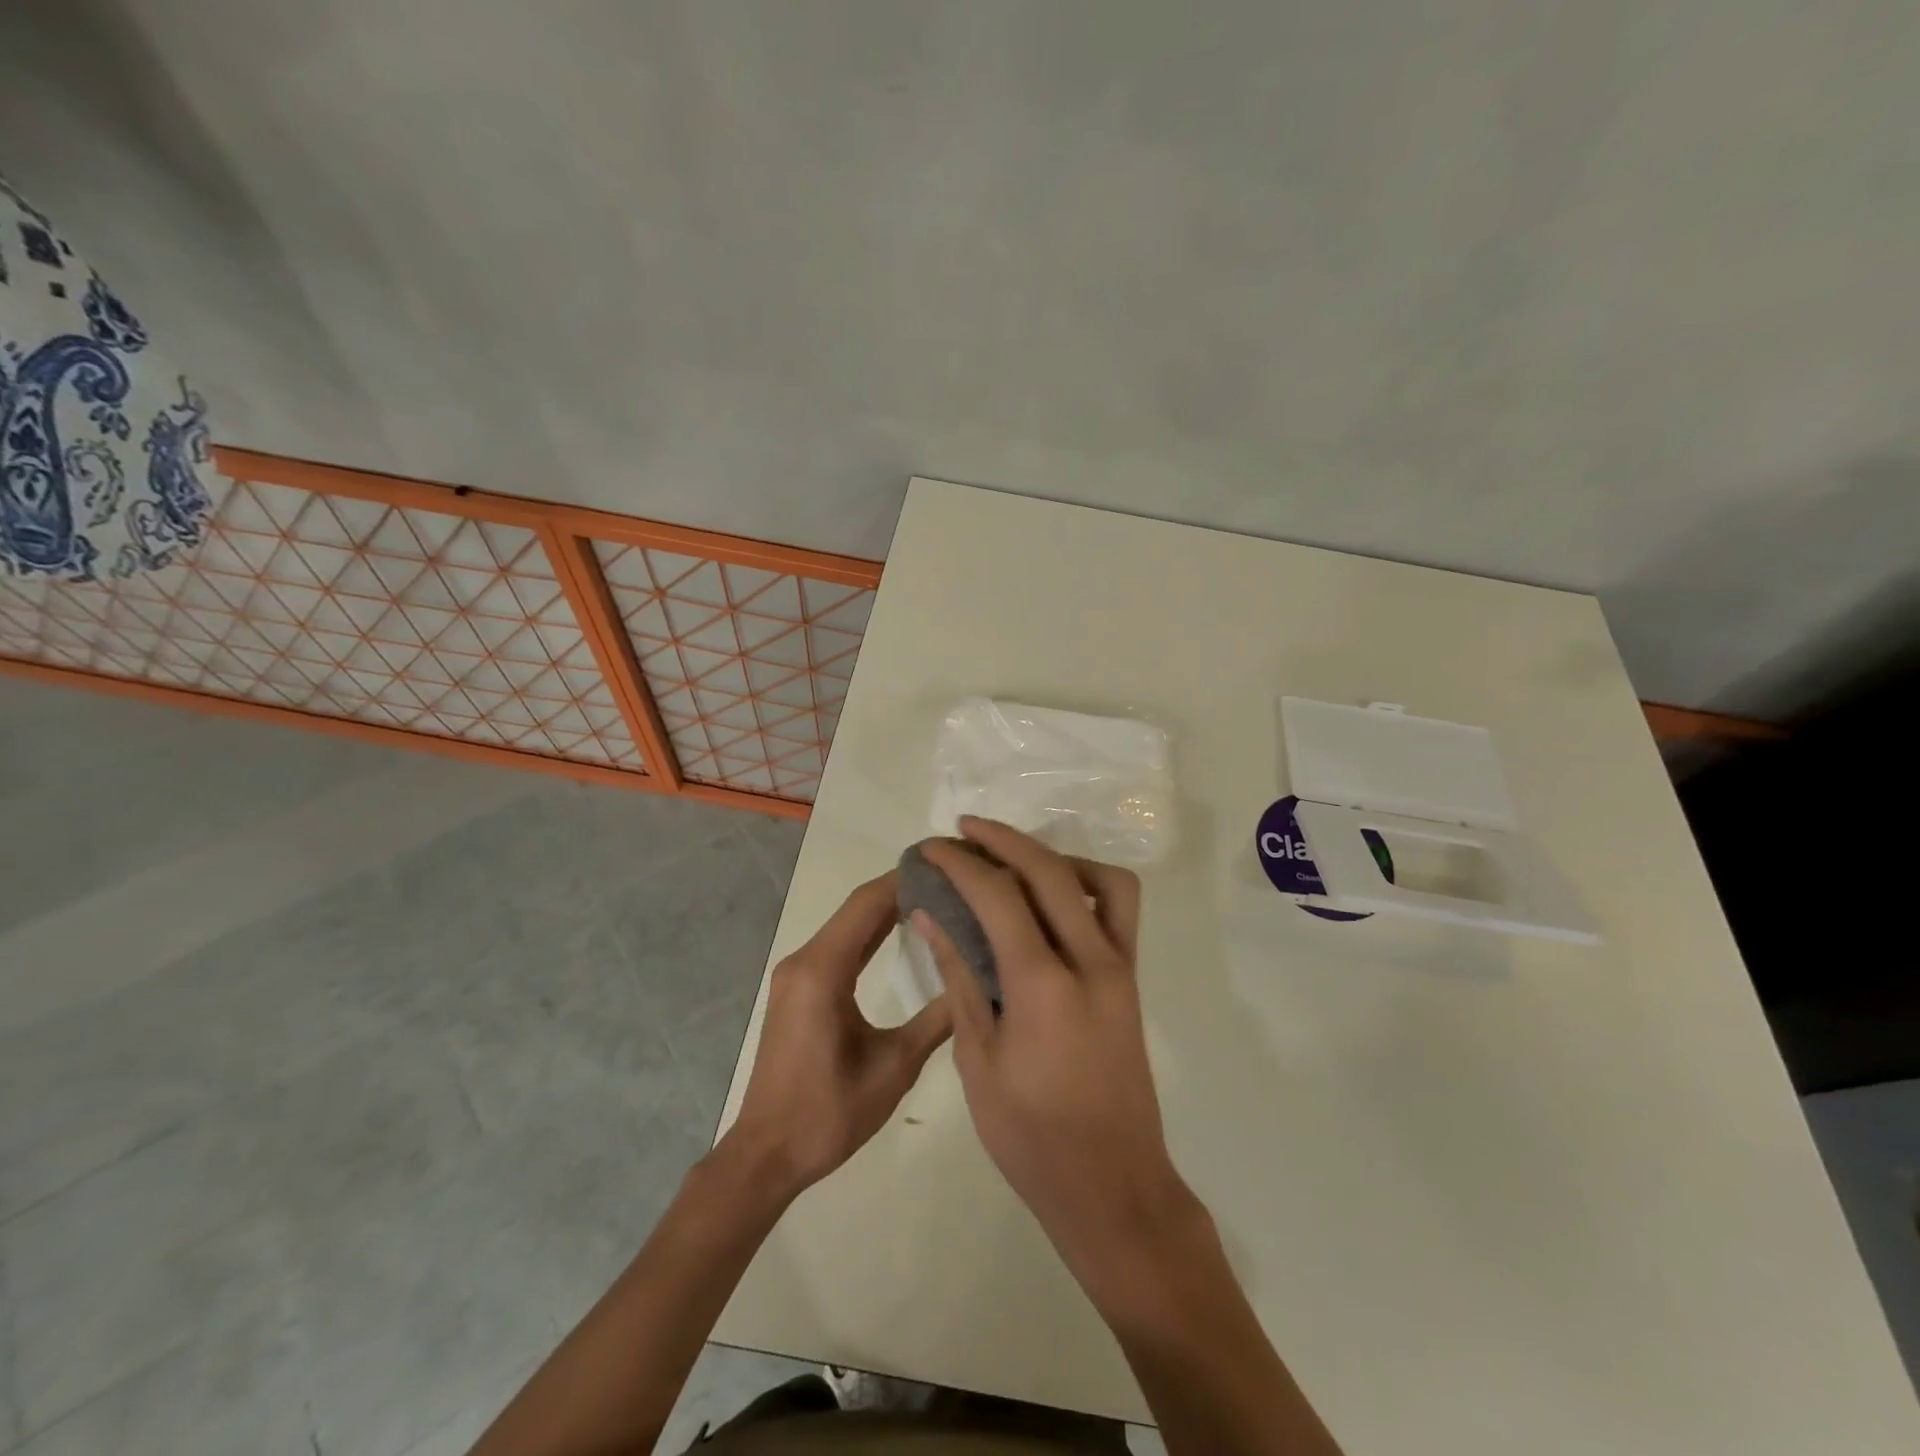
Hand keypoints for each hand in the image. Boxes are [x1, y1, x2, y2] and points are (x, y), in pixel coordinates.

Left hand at [722, 871, 952, 1201]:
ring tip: (934, 898)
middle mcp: (804, 961)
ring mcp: (796, 974)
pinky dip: (869, 934)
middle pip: (857, 909)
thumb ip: (936, 1021)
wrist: (768, 1154)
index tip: (947, 864)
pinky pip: (838, 947)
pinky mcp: (797, 990)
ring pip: (847, 926)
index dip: (906, 879)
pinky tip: (899, 932)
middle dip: (901, 889)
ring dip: (886, 910)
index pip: (868, 904)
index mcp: (823, 971)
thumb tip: (978, 983)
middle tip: (950, 879)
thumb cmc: (830, 1113)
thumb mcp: (894, 1068)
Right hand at [916, 820, 1193, 1280]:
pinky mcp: (1132, 979)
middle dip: (1002, 839)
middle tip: (964, 830)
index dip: (960, 864)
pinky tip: (1050, 902)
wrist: (1112, 1187)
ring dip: (1052, 856)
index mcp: (1043, 986)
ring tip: (1012, 861)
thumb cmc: (1031, 1137)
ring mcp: (1120, 968)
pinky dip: (1085, 884)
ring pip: (1099, 879)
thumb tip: (931, 917)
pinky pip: (1118, 909)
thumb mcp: (978, 1061)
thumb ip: (960, 978)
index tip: (931, 849)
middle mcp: (1091, 961)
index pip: (998, 896)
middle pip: (1049, 870)